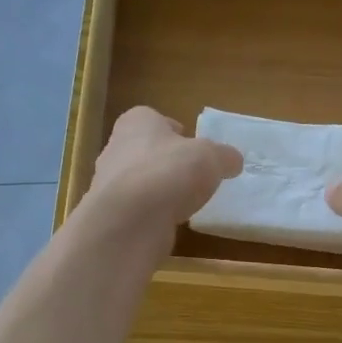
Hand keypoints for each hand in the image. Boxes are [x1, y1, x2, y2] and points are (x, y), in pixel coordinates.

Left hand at [81, 107, 241, 243]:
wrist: (130, 220)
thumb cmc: (170, 172)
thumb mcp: (211, 158)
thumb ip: (224, 156)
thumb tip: (233, 161)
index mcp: (136, 122)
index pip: (154, 119)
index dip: (174, 132)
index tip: (191, 147)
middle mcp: (116, 148)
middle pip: (145, 151)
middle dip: (165, 162)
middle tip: (190, 176)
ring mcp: (108, 184)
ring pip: (138, 182)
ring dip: (157, 191)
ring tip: (182, 204)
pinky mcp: (110, 215)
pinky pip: (135, 210)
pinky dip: (150, 215)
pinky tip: (167, 223)